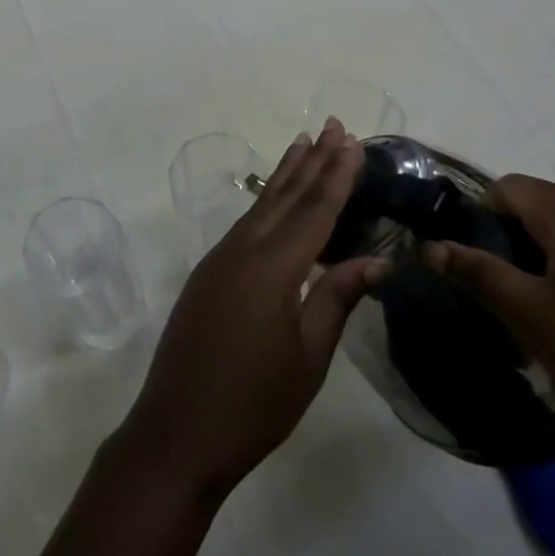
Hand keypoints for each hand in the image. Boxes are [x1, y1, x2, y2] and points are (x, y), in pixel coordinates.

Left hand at [117, 120, 390, 500]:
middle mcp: (242, 249)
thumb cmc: (254, 402)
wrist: (178, 430)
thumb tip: (376, 260)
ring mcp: (219, 259)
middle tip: (333, 125)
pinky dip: (266, 204)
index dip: (336, 175)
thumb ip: (337, 299)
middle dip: (311, 160)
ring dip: (285, 175)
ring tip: (304, 144)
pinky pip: (244, 225)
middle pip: (284, 196)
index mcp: (272, 266)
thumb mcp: (309, 356)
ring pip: (260, 206)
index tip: (352, 141)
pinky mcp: (207, 274)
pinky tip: (275, 202)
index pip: (314, 210)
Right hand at [425, 174, 554, 470]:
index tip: (474, 267)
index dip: (478, 219)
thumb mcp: (534, 318)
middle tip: (503, 303)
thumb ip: (477, 274)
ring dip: (544, 273)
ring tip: (544, 327)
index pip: (508, 188)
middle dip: (510, 250)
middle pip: (540, 212)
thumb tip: (429, 246)